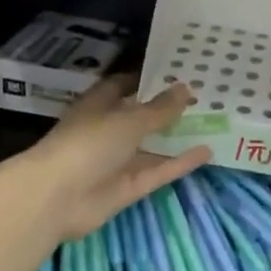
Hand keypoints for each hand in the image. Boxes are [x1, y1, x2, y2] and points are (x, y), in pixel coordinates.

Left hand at [13, 76, 211, 242]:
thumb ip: (160, 109)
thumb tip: (186, 88)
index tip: (176, 72)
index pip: (122, 86)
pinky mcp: (128, 187)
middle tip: (204, 97)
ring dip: (177, 137)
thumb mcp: (128, 120)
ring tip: (213, 123)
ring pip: (152, 146)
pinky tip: (207, 152)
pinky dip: (179, 163)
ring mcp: (117, 161)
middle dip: (167, 108)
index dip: (146, 78)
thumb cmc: (88, 144)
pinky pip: (158, 171)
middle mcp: (107, 131)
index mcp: (97, 106)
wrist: (58, 198)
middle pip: (140, 117)